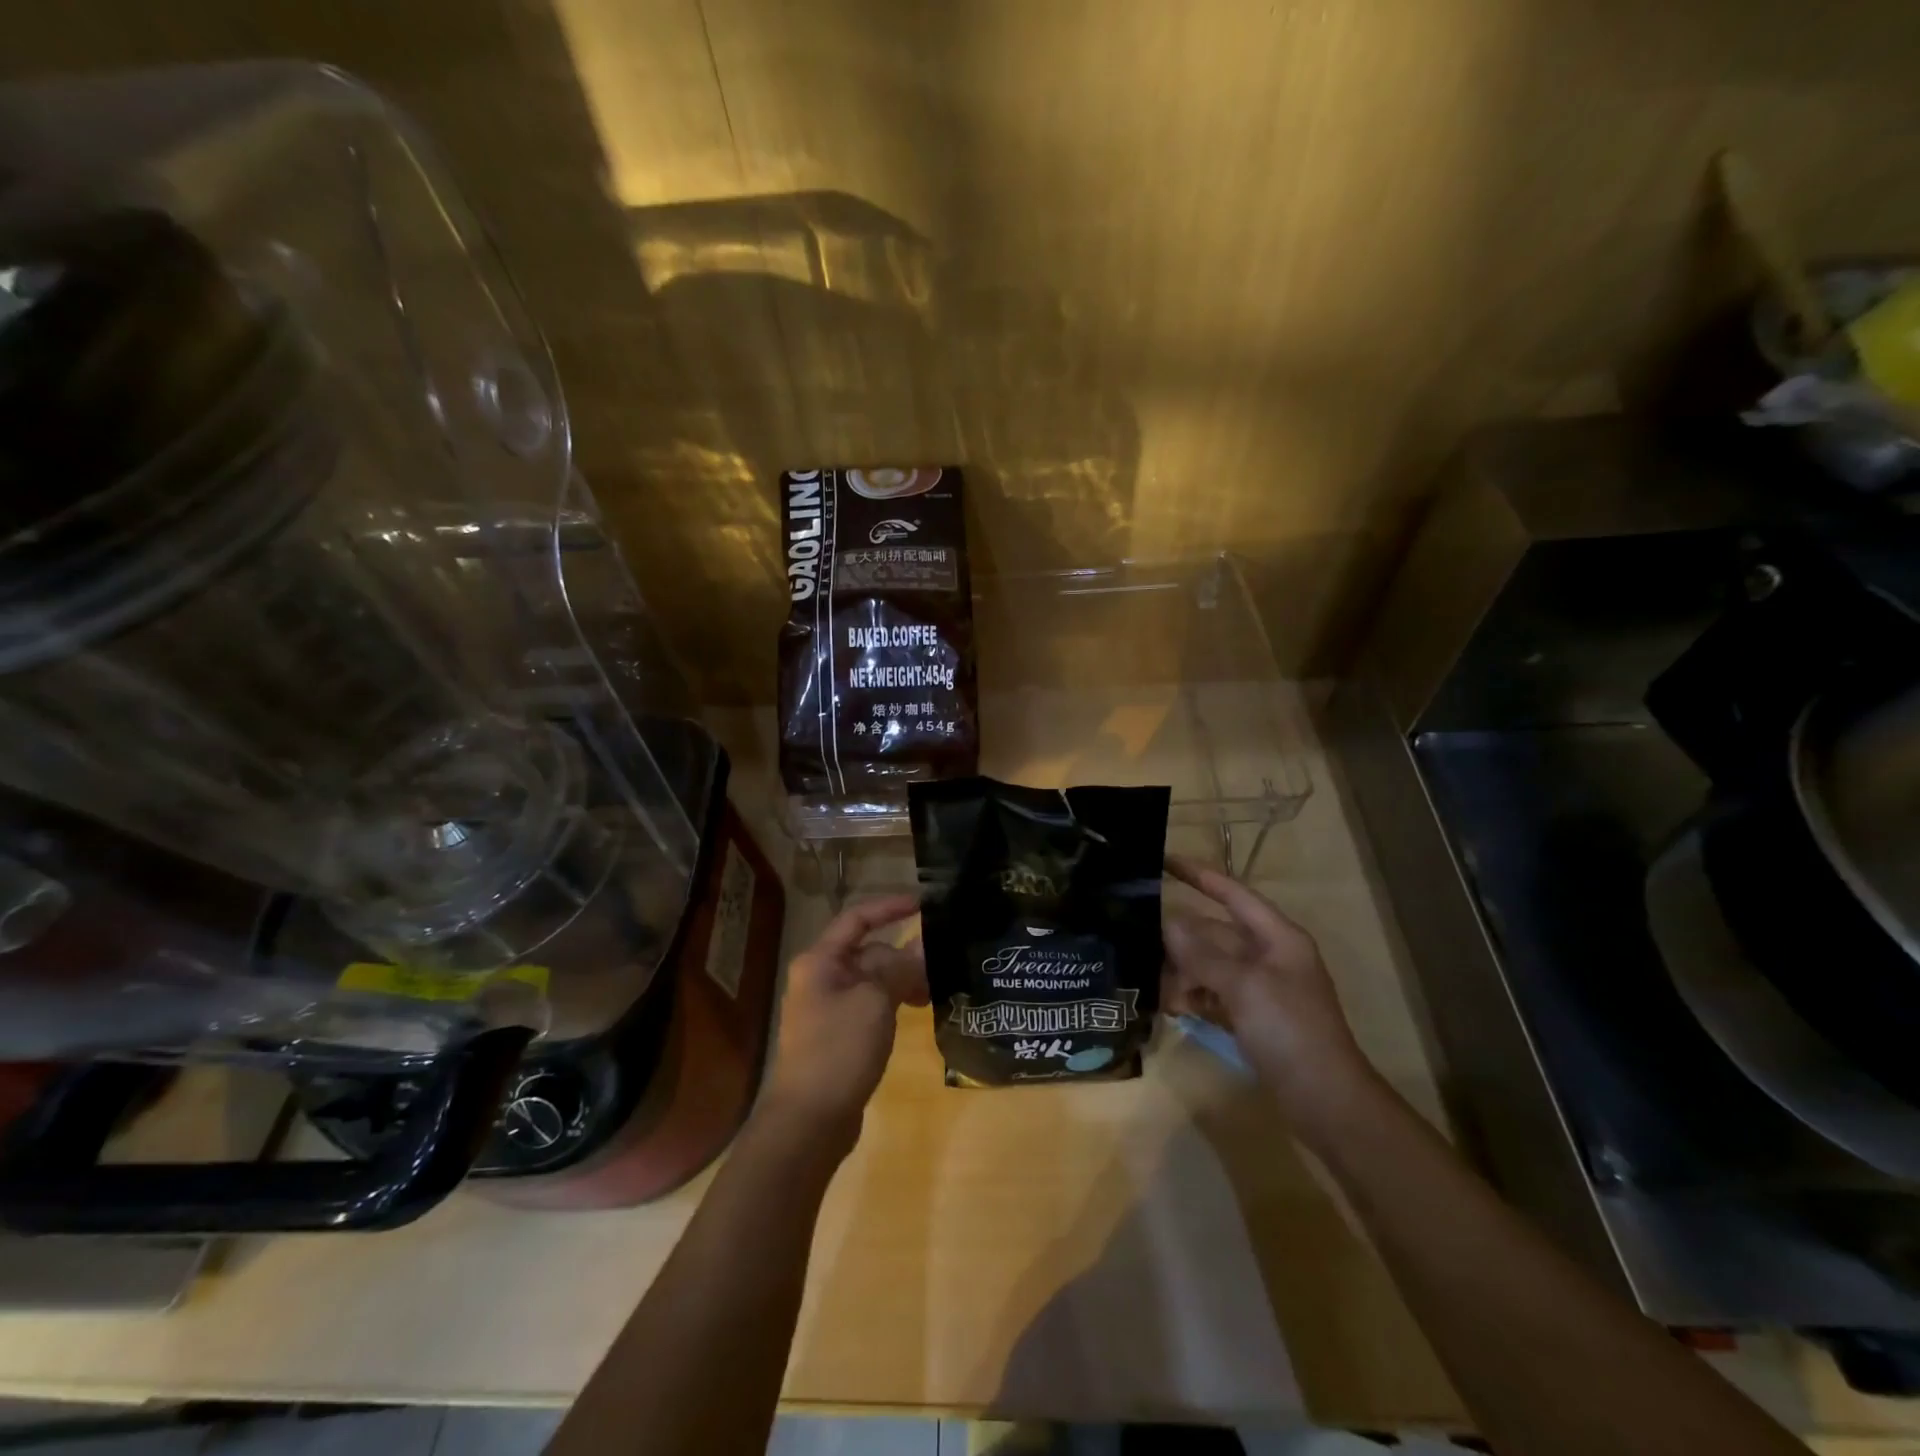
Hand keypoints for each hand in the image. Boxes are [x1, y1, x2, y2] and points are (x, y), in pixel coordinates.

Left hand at [758, 894, 925, 1150]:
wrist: (809, 1120)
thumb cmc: (838, 1050)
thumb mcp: (875, 1002)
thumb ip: (901, 968)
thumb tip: (924, 946)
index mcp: (821, 961)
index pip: (857, 918)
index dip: (890, 906)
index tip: (925, 903)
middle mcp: (821, 977)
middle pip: (869, 951)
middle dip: (904, 954)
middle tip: (942, 963)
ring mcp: (830, 1006)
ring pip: (874, 979)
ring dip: (903, 979)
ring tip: (935, 991)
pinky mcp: (840, 1033)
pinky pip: (872, 1003)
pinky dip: (895, 1001)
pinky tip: (919, 1010)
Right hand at [1164, 856, 1373, 1120]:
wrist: (1325, 1100)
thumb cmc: (1289, 1030)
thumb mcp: (1244, 986)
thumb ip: (1204, 954)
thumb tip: (1168, 922)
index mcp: (1277, 937)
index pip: (1233, 894)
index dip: (1200, 876)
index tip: (1163, 861)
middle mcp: (1268, 956)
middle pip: (1215, 933)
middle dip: (1180, 939)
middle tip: (1138, 940)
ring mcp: (1260, 988)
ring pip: (1210, 965)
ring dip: (1183, 972)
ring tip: (1156, 987)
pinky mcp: (1251, 1016)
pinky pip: (1214, 993)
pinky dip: (1194, 996)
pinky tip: (1173, 1008)